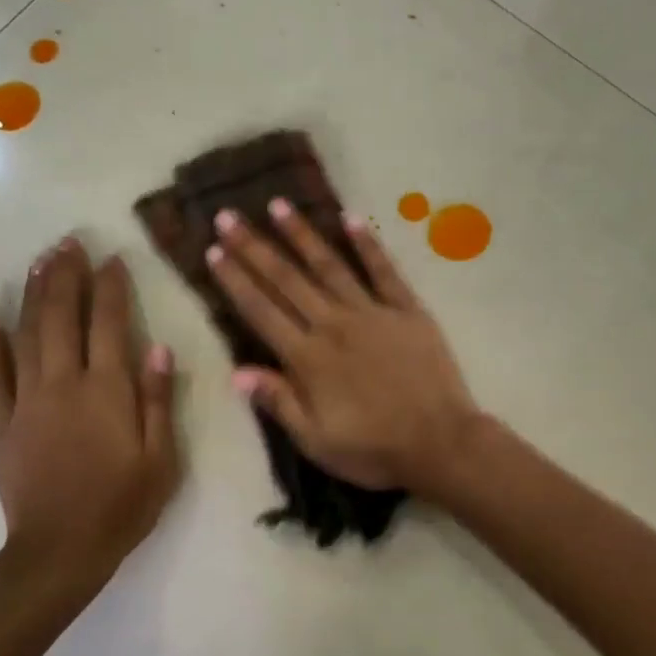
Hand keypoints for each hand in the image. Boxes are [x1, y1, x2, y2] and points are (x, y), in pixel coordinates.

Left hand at [0, 238, 179, 586]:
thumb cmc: (123, 506)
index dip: (110, 287)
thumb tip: (156, 346)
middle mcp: (64, 384)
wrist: (61, 551)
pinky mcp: (1, 424)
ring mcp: (26, 401)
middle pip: (62, 317)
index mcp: (107, 391)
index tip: (111, 258)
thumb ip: (157, 400)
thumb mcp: (161, 458)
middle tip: (67, 242)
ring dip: (33, 295)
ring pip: (27, 335)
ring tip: (38, 262)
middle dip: (65, 276)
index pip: (109, 324)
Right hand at [205, 199, 479, 494]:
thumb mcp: (316, 441)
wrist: (440, 442)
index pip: (262, 311)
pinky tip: (352, 218)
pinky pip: (384, 271)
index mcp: (308, 358)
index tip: (214, 252)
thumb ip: (278, 402)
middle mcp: (334, 325)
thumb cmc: (374, 449)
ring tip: (278, 205)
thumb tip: (237, 372)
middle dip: (255, 247)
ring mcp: (372, 313)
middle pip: (287, 280)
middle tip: (229, 216)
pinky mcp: (407, 310)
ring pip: (329, 266)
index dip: (236, 281)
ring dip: (301, 235)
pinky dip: (368, 244)